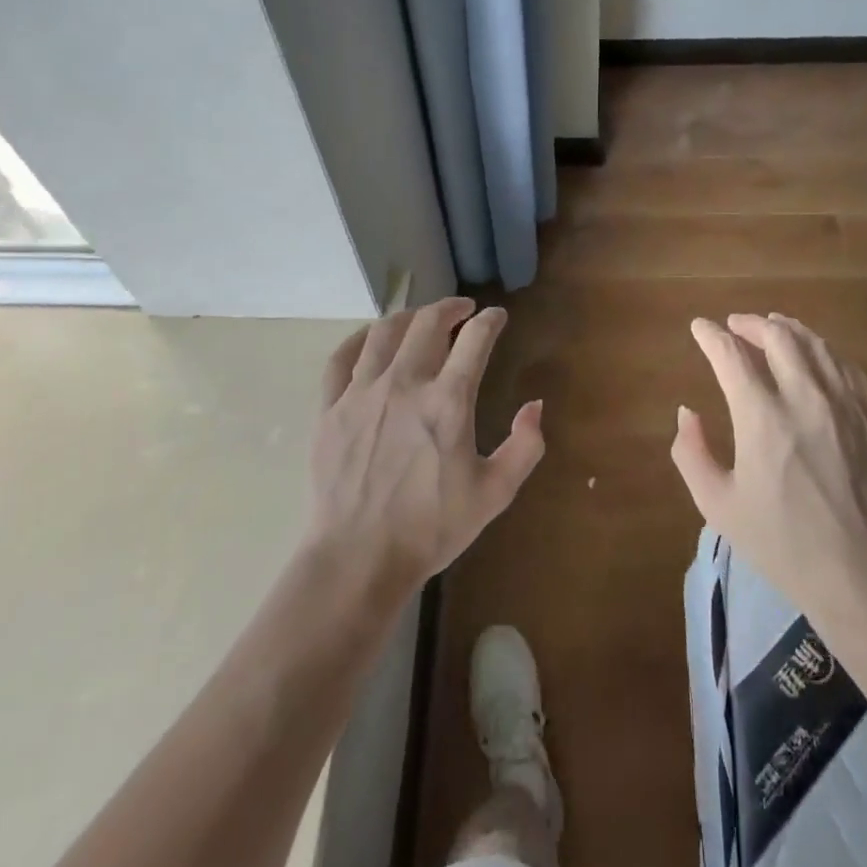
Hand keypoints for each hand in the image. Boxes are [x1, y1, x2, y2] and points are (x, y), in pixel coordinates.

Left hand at [309, 297, 543, 600]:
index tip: (497, 316)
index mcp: (448, 401)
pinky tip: (371, 338)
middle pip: (428, 323)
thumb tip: (535, 405)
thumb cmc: (431, 528)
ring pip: (384, 332)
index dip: (490, 320)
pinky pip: (342, 358)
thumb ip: (525, 447)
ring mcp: (362, 393)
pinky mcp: (330, 408)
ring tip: (421, 319)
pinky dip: (360, 339)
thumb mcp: (494, 494)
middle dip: (450, 308)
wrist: (358, 558)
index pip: (475, 339)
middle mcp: (405, 384)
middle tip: (462, 309)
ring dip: (408, 317)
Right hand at [672, 313, 866, 620]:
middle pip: (777, 337)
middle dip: (750, 324)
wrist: (861, 576)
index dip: (711, 336)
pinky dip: (823, 350)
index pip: (731, 355)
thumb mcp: (718, 505)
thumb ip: (690, 452)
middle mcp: (805, 398)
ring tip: (773, 327)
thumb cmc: (781, 543)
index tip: (700, 327)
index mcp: (762, 418)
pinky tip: (816, 356)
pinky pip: (847, 366)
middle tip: (735, 325)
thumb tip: (687, 413)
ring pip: (816, 344)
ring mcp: (846, 405)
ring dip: (788, 329)